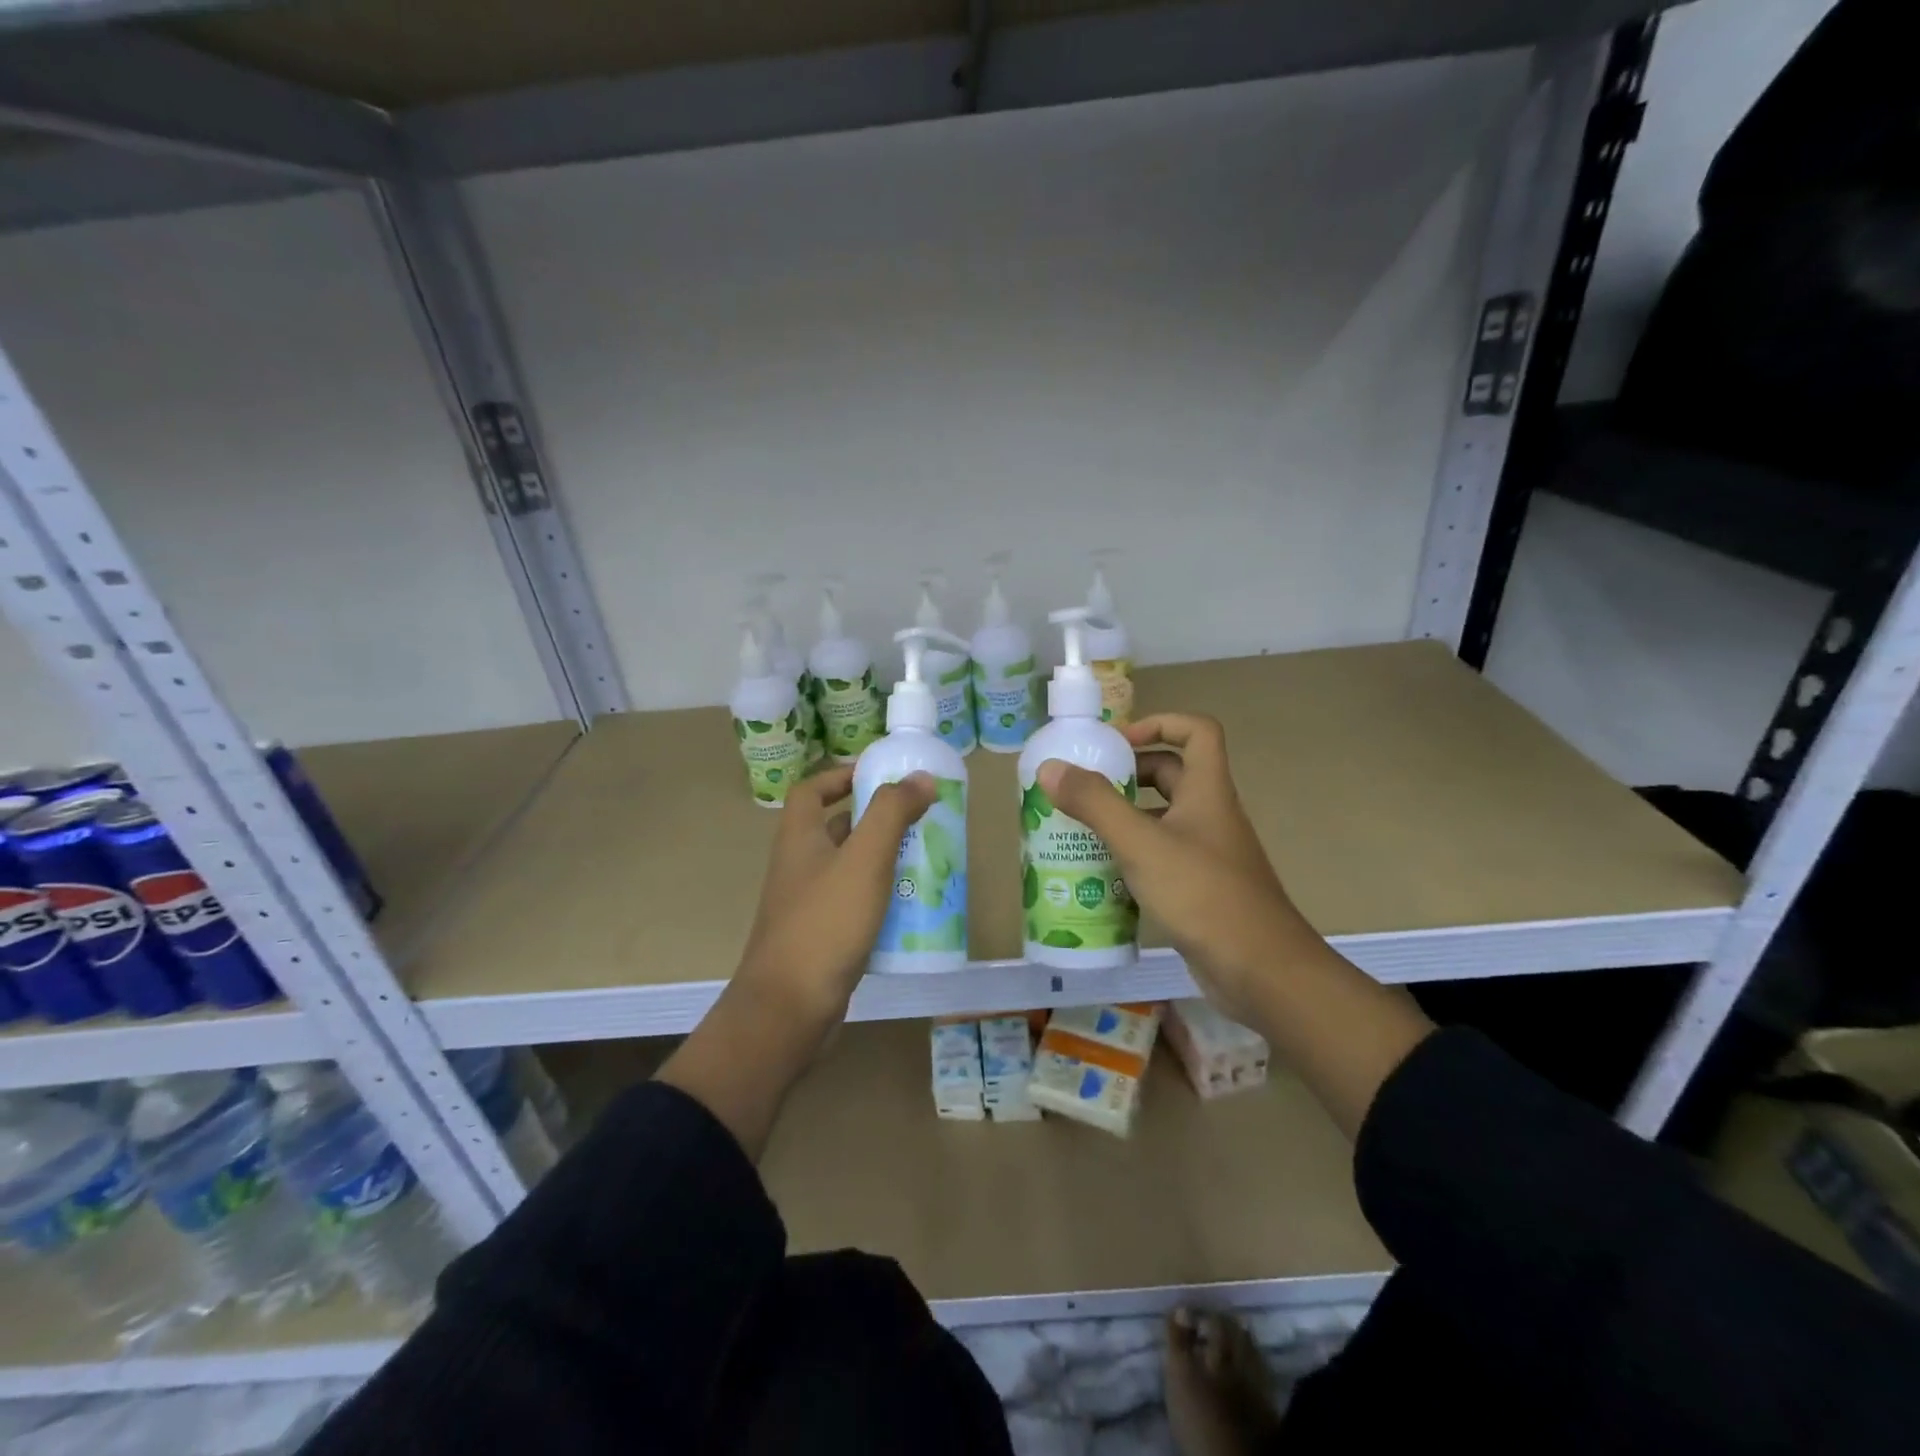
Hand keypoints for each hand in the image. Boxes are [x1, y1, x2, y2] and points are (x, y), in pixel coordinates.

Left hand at [734, 765, 936, 1034]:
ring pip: (849, 869)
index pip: (811, 790)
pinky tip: (911, 907)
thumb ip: (891, 813)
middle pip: (836, 828)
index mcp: (799, 838)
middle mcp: (799, 866)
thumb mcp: (864, 860)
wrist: (789, 1009)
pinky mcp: (822, 937)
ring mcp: (808, 904)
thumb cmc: (825, 923)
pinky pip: (855, 905)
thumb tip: (920, 777)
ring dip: (882, 860)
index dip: (841, 776)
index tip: (881, 776)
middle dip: (876, 820)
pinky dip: (880, 899)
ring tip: (925, 859)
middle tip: (919, 819)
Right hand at [1036, 713, 1312, 1025]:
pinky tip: (1099, 876)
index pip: (1196, 731)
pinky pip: (1160, 857)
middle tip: (1083, 788)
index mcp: (1207, 791)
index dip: (1159, 723)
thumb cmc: (1203, 894)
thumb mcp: (1141, 843)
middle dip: (1127, 775)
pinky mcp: (1199, 889)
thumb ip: (1095, 804)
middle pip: (1171, 774)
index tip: (1117, 744)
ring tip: (1078, 830)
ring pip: (1162, 820)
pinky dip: (1131, 857)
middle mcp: (1210, 815)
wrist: (1261, 971)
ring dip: (1123, 818)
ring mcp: (1207, 854)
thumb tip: (1051, 769)